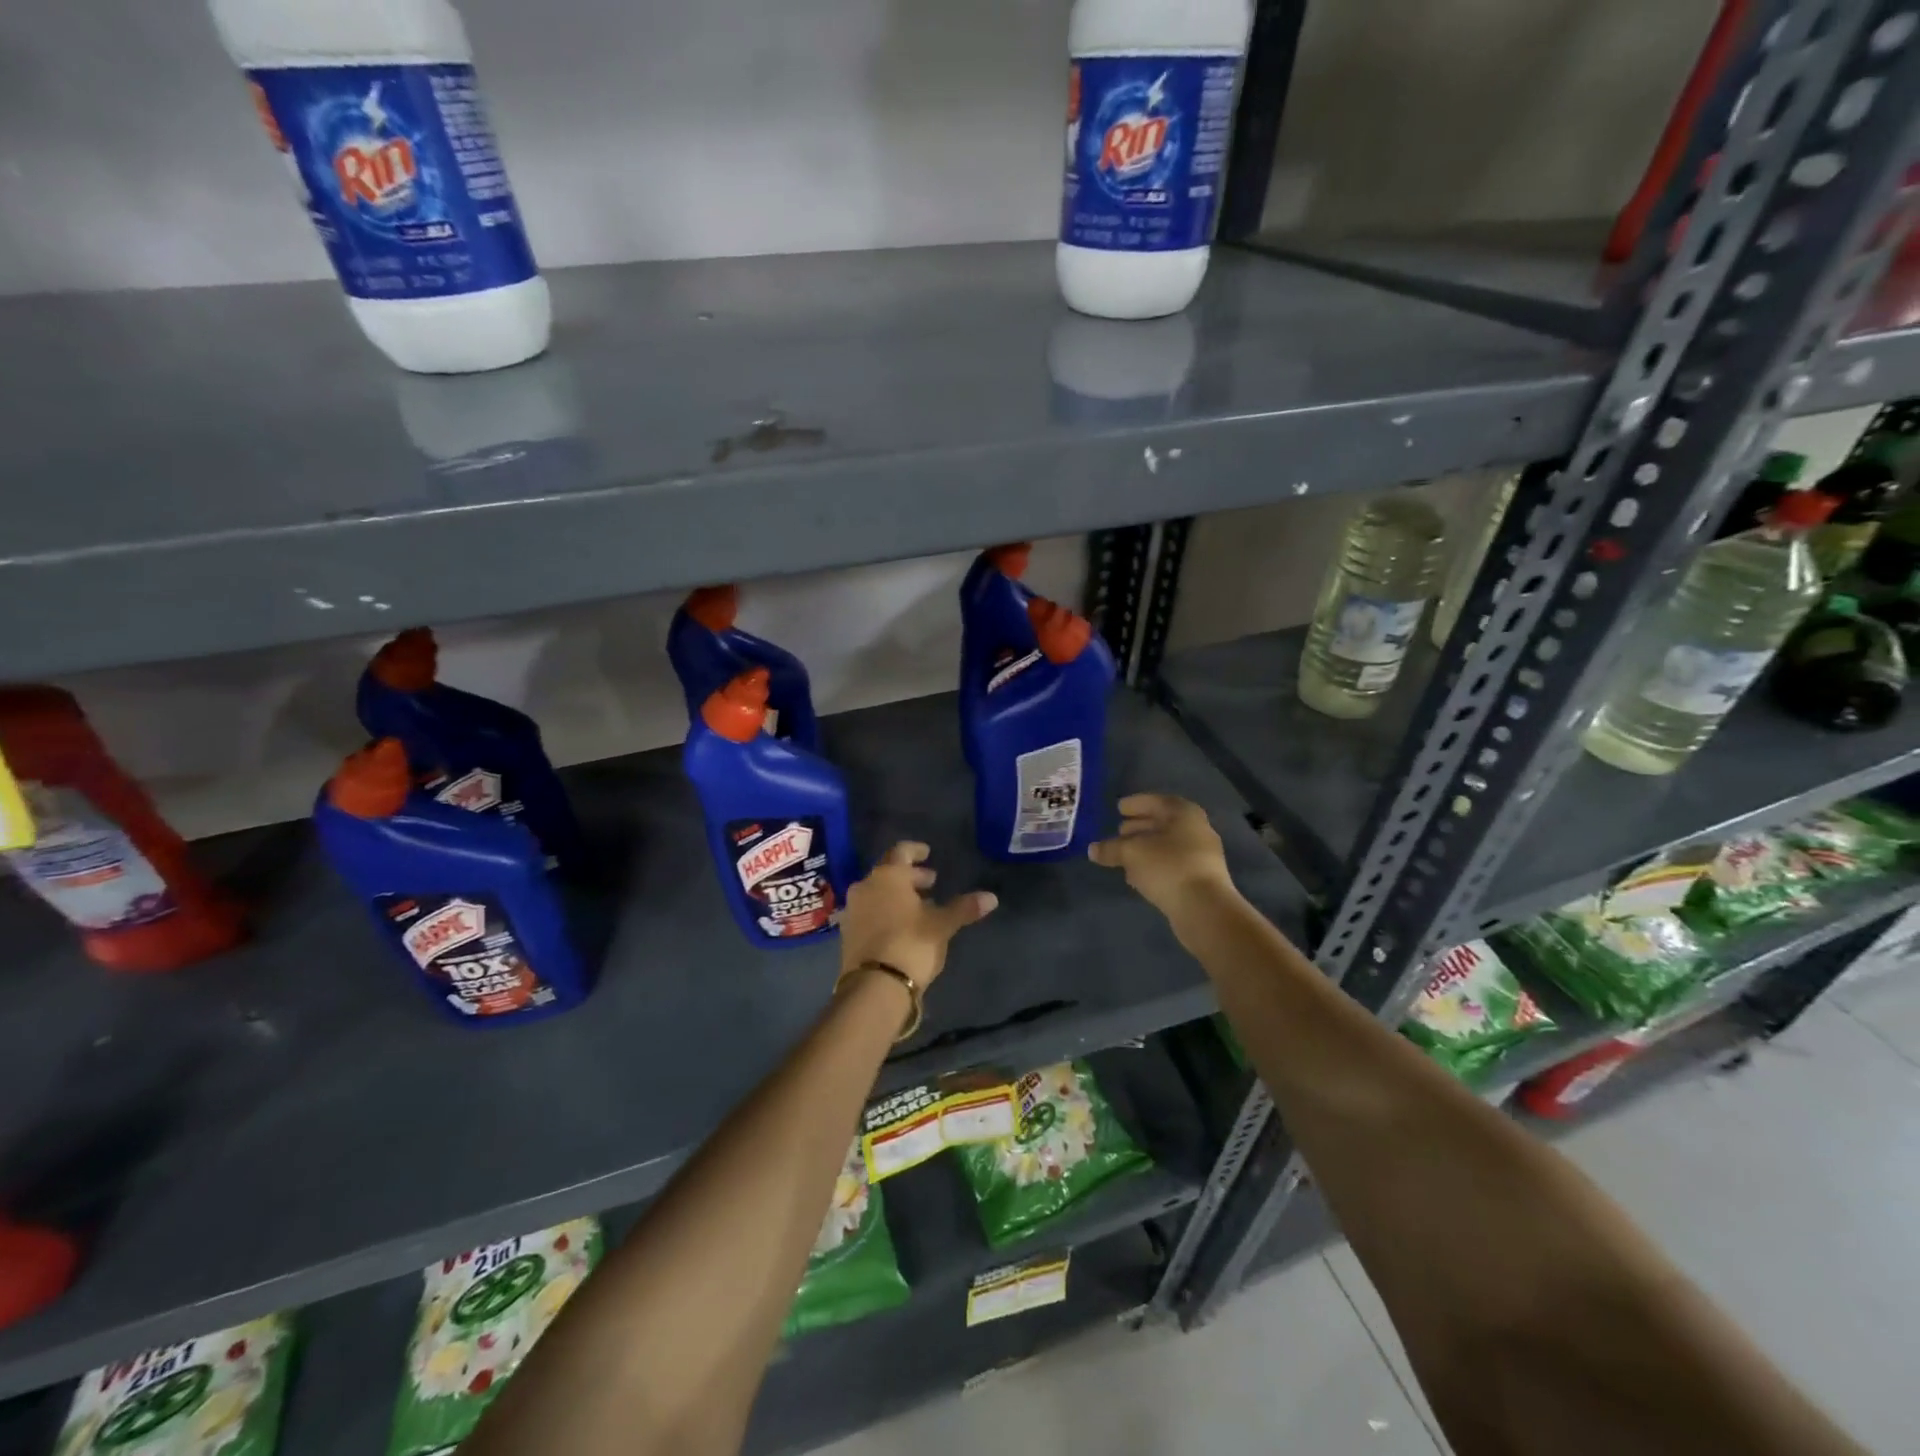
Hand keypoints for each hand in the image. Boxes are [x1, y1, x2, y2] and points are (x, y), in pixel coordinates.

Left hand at [840, 842, 996, 989]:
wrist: (874, 987)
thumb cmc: (911, 944)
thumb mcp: (942, 925)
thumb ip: (964, 908)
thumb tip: (992, 898)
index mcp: (888, 876)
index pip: (901, 851)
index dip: (916, 850)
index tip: (927, 852)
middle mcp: (865, 886)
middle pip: (889, 873)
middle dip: (911, 876)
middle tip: (930, 883)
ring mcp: (853, 910)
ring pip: (878, 893)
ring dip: (897, 895)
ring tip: (919, 907)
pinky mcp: (848, 933)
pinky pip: (870, 912)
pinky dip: (886, 911)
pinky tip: (901, 926)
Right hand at [1088, 794, 1237, 918]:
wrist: (1204, 908)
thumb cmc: (1167, 866)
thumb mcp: (1131, 853)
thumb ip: (1110, 848)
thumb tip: (1093, 849)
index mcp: (1184, 813)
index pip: (1156, 801)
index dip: (1135, 804)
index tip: (1119, 809)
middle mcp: (1197, 829)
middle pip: (1163, 823)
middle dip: (1139, 827)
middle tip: (1119, 831)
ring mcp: (1202, 855)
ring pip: (1167, 846)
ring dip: (1145, 849)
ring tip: (1123, 855)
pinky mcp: (1201, 879)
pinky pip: (1172, 864)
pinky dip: (1154, 865)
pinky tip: (1137, 875)